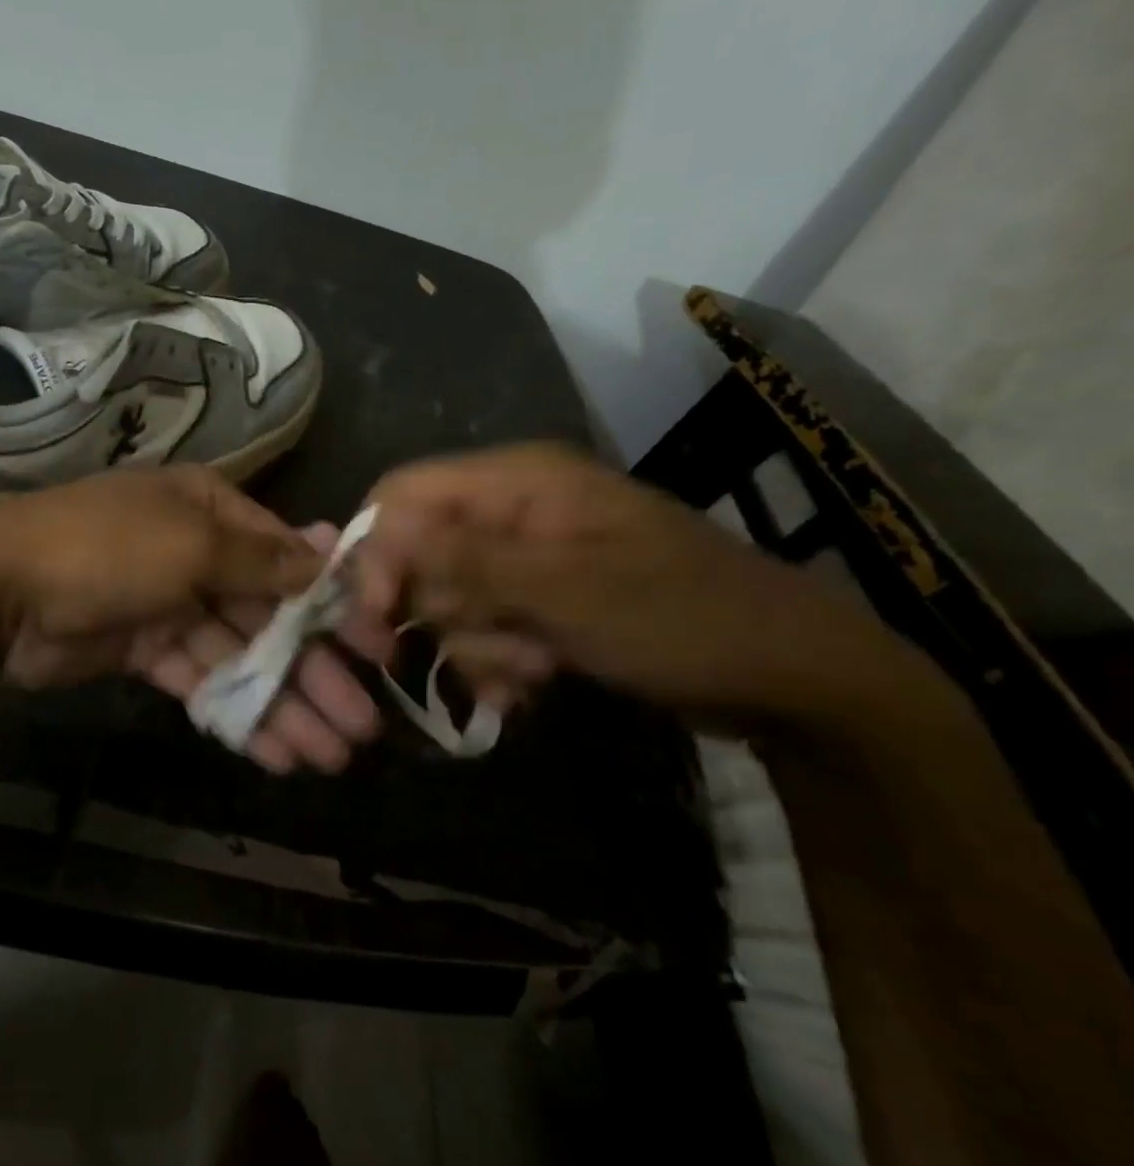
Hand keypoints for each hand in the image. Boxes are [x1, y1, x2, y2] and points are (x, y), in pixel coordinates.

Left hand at [0, 466, 390, 773]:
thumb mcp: (192, 544)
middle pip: (270, 616)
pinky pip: (202, 682)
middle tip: (362, 726)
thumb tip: (333, 553)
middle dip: (314, 670)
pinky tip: (275, 753)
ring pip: (240, 658)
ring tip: (329, 756)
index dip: (334, 607)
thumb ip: (263, 562)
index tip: (379, 652)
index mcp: (212, 512)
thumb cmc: (106, 550)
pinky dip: (235, 713)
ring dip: (282, 703)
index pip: (288, 560)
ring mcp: (171, 604)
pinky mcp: (146, 650)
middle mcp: (198, 553)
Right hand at [357, 443, 927, 730]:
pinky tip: (531, 684)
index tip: (376, 616)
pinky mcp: (538, 599)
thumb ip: (467, 561)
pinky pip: (481, 626)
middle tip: (487, 649)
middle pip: (419, 553)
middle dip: (443, 611)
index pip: (402, 494)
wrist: (789, 678)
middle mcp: (511, 510)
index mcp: (517, 481)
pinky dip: (495, 661)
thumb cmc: (682, 618)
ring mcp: (526, 558)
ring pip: (448, 599)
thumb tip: (380, 536)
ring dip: (477, 645)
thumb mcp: (568, 590)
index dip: (376, 550)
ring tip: (533, 669)